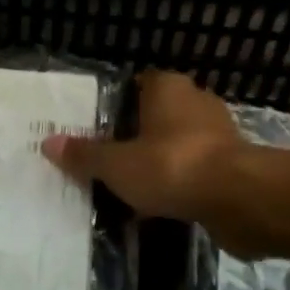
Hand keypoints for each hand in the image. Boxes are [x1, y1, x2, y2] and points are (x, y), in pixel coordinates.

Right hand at [43, 70, 242, 223]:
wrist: (241, 200)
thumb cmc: (172, 166)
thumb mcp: (117, 164)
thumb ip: (85, 154)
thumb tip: (48, 142)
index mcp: (167, 87)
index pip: (137, 84)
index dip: (117, 105)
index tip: (99, 129)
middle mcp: (195, 100)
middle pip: (157, 115)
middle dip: (138, 136)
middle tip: (111, 161)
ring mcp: (220, 132)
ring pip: (179, 144)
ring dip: (162, 162)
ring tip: (134, 188)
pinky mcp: (236, 164)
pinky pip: (199, 170)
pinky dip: (184, 183)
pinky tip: (164, 205)